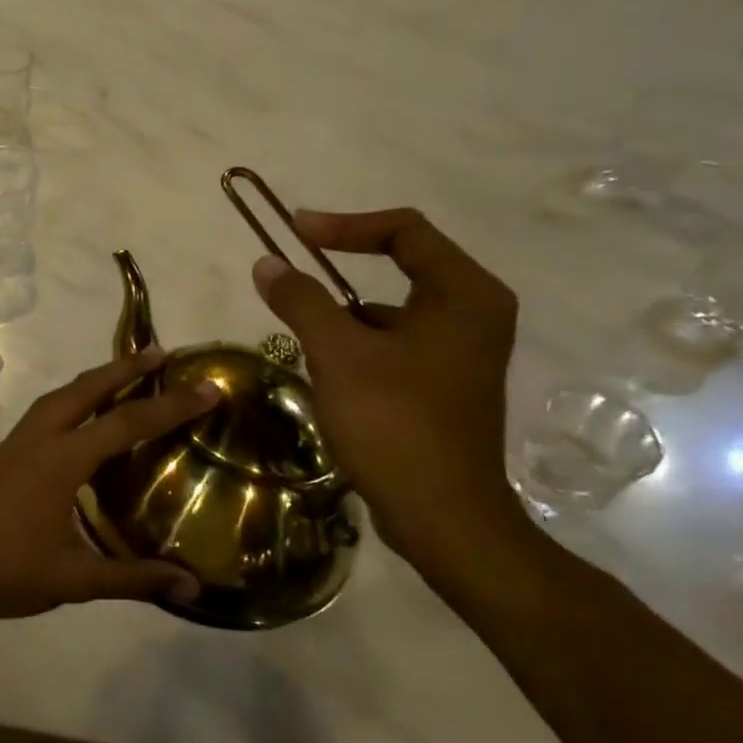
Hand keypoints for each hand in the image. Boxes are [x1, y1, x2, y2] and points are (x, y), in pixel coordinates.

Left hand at [0, 349, 219, 630]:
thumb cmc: (2, 570)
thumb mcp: (72, 579)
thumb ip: (132, 579)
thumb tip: (193, 587)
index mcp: (61, 459)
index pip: (126, 423)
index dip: (171, 406)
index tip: (207, 388)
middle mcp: (39, 438)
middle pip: (87, 389)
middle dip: (125, 368)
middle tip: (161, 353)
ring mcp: (15, 444)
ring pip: (61, 396)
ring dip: (95, 380)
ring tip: (124, 376)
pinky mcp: (2, 455)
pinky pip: (46, 412)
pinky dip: (73, 401)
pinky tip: (80, 422)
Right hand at [252, 208, 521, 569]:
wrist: (443, 516)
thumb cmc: (394, 422)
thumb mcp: (338, 354)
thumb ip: (301, 300)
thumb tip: (267, 262)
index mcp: (464, 294)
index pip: (404, 231)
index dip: (344, 225)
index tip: (294, 233)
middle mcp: (475, 313)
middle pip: (403, 266)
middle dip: (341, 272)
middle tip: (292, 279)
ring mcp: (464, 352)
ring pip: (394, 311)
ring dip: (345, 316)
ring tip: (305, 343)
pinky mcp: (448, 384)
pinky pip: (397, 344)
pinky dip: (360, 347)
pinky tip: (329, 377)